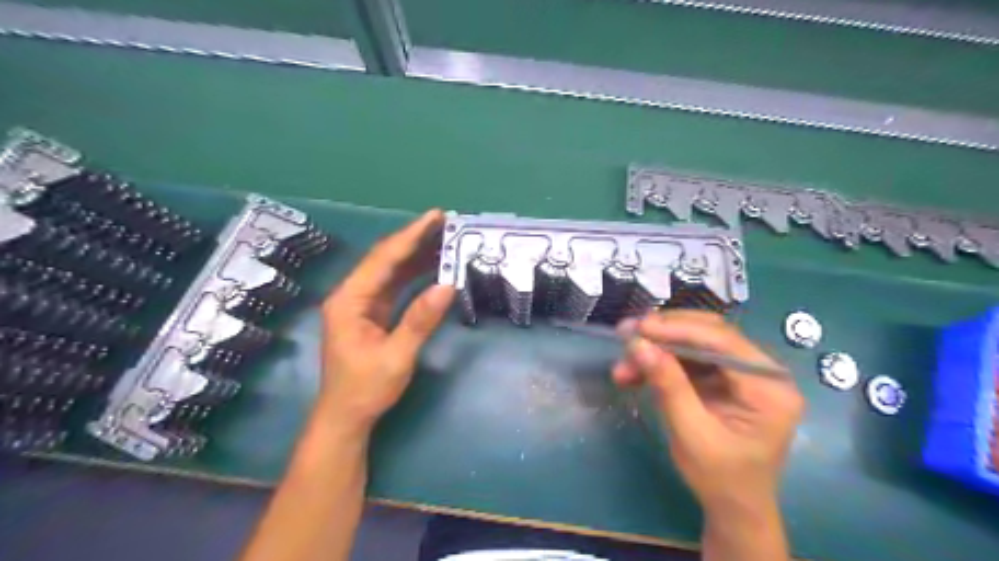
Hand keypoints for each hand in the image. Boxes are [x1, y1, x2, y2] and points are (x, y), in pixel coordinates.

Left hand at [319, 210, 456, 434]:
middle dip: (414, 240)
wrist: (346, 417)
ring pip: (390, 271)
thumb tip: (448, 285)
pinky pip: (395, 286)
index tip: (435, 217)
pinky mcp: (371, 314)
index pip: (383, 259)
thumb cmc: (366, 389)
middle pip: (385, 259)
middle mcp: (352, 295)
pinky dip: (414, 275)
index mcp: (349, 301)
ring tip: (444, 240)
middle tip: (445, 223)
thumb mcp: (396, 356)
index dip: (410, 236)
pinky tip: (433, 267)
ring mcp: (361, 304)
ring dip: (416, 255)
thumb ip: (420, 320)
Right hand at [613, 311, 806, 511]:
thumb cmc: (720, 478)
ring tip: (623, 365)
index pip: (723, 342)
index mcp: (770, 387)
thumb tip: (638, 344)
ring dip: (657, 350)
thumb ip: (668, 386)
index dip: (678, 329)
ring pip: (694, 344)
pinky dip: (660, 363)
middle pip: (710, 335)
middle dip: (664, 334)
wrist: (733, 507)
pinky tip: (634, 372)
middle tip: (626, 333)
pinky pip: (689, 360)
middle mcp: (762, 372)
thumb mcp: (691, 434)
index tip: (639, 328)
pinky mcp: (723, 379)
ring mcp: (742, 373)